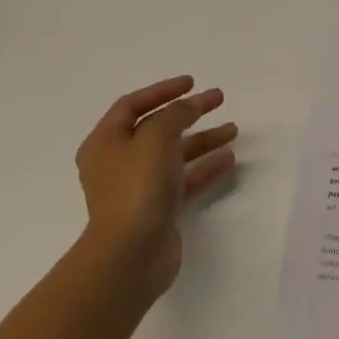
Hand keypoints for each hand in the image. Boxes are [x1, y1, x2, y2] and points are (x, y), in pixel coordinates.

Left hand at [75, 76, 237, 299]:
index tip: (193, 83)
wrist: (131, 255)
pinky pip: (183, 180)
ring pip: (174, 154)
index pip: (132, 105)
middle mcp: (118, 163)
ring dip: (202, 140)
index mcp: (105, 142)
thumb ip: (175, 114)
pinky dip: (204, 167)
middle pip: (157, 128)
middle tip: (219, 100)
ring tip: (233, 130)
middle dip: (188, 113)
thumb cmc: (137, 188)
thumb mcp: (156, 138)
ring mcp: (138, 188)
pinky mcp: (157, 210)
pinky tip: (228, 159)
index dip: (163, 90)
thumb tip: (189, 105)